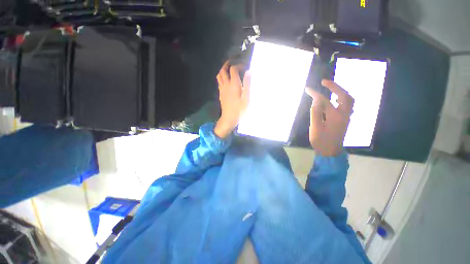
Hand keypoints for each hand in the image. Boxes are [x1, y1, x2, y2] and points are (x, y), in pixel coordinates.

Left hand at [214, 61, 250, 138]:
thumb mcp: (247, 98)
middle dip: (227, 63)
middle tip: (233, 61)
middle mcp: (226, 85)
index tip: (244, 67)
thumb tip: (249, 71)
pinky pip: (219, 81)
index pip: (233, 69)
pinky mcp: (221, 93)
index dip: (238, 65)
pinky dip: (222, 77)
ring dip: (223, 69)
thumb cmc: (240, 109)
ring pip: (219, 75)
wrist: (229, 118)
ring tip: (229, 68)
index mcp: (233, 84)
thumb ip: (248, 84)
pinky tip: (226, 79)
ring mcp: (222, 89)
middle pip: (223, 70)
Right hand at [305, 80, 353, 156]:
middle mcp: (344, 114)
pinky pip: (347, 105)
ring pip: (349, 100)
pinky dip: (342, 98)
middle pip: (344, 96)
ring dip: (341, 91)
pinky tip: (335, 98)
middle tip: (324, 82)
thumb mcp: (315, 128)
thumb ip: (315, 113)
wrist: (330, 151)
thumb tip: (316, 100)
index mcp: (335, 117)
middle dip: (335, 87)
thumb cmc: (321, 141)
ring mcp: (346, 117)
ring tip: (331, 88)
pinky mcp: (345, 119)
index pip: (325, 101)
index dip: (315, 94)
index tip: (308, 89)